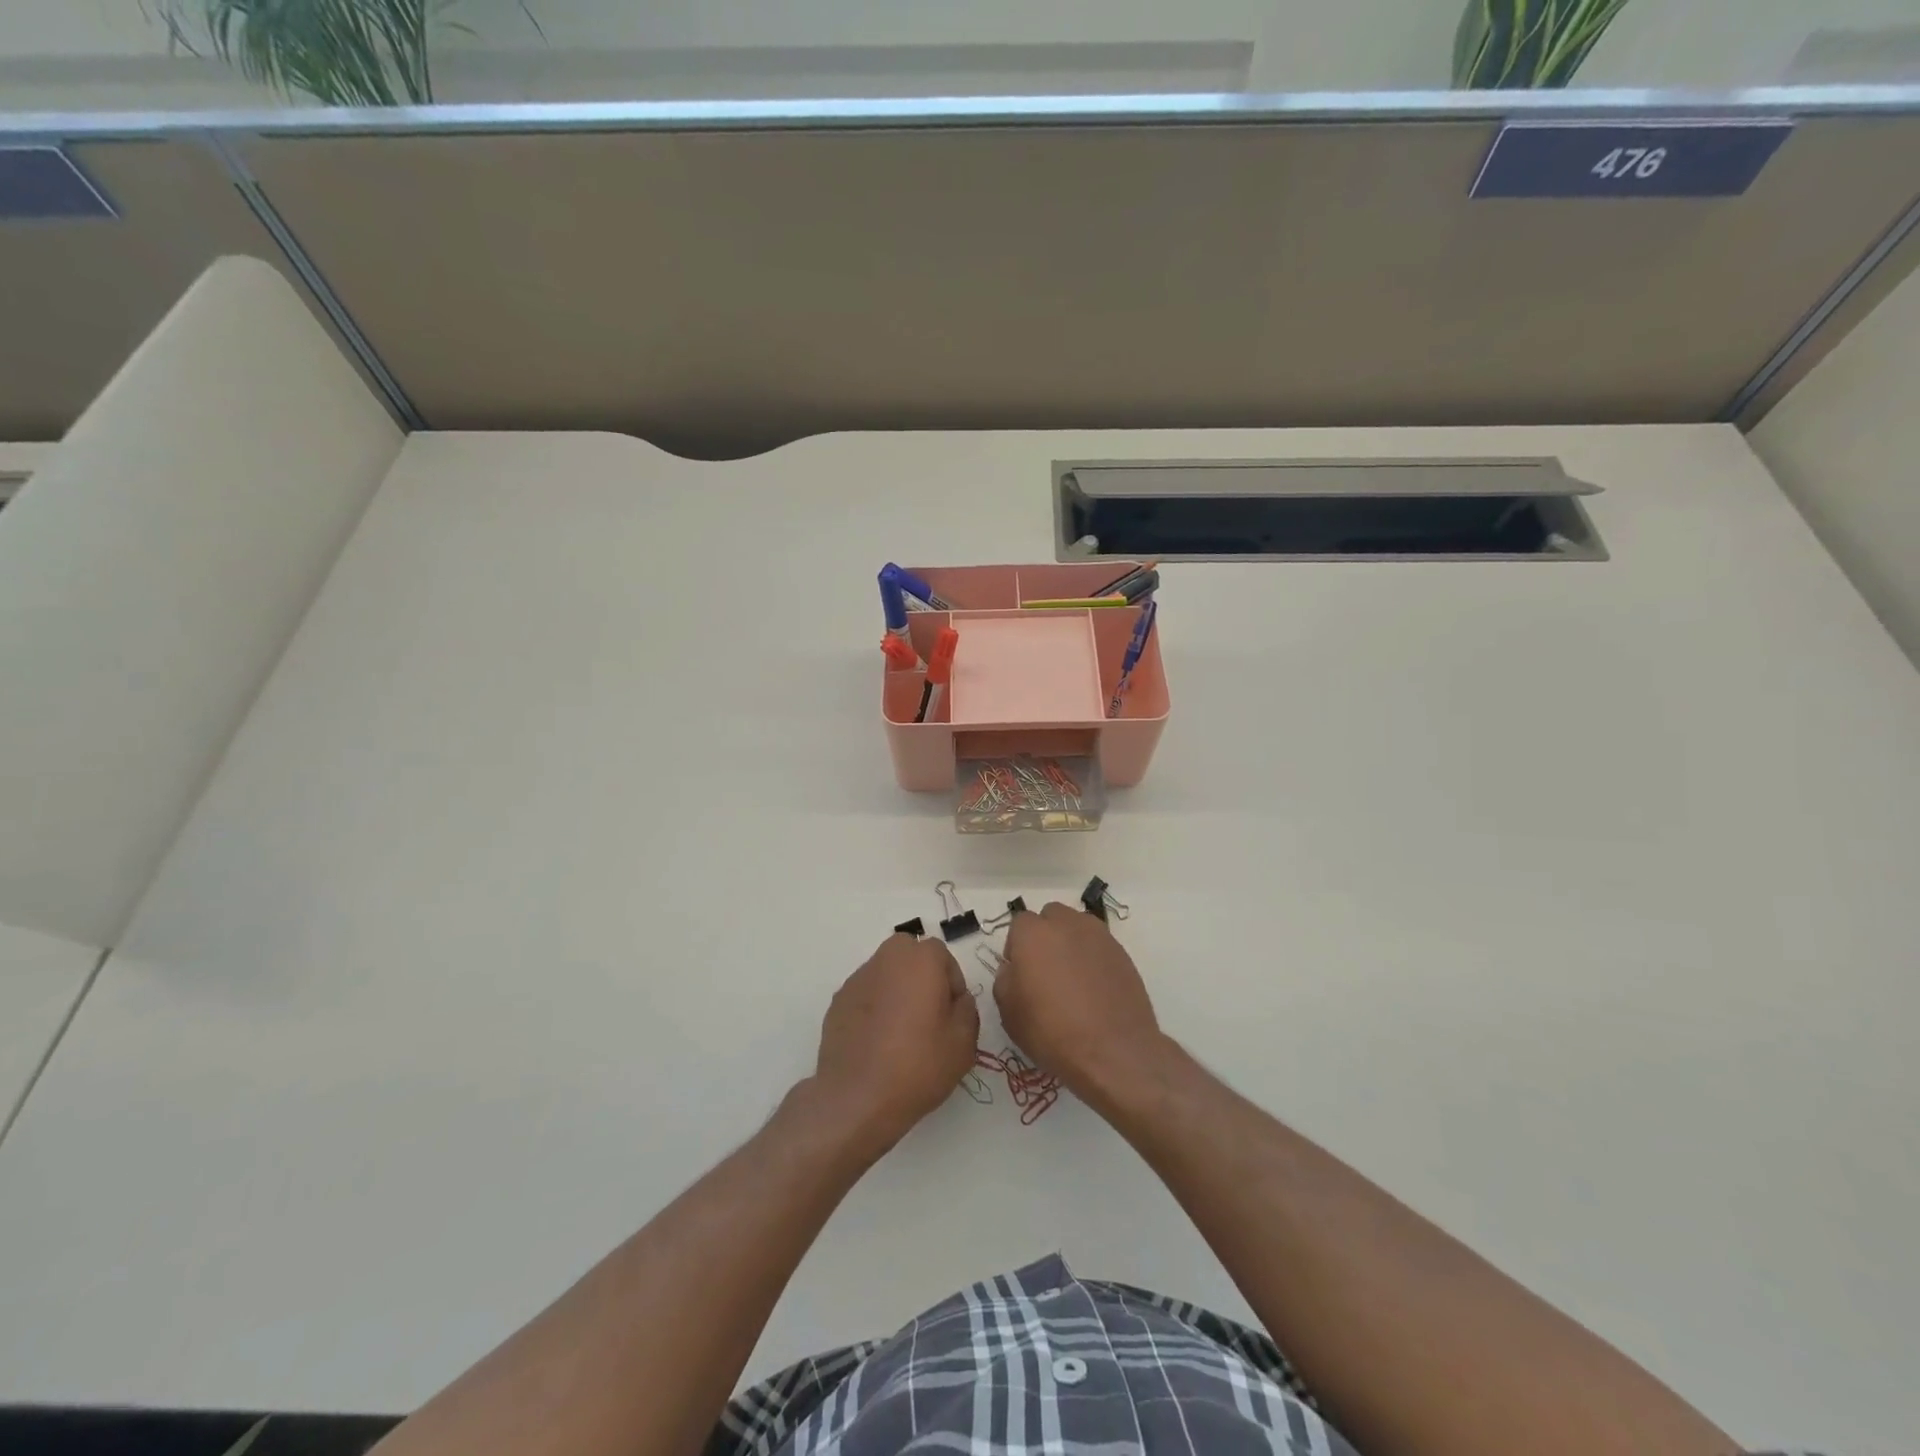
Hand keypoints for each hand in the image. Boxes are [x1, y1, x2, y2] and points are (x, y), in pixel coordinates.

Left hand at [813, 933, 979, 1154]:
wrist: (857, 1098)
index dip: (952, 984)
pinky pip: (865, 995)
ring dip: (896, 990)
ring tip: (900, 1032)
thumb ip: (967, 1010)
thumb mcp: (963, 1043)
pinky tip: (877, 1043)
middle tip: (928, 1014)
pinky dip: (874, 1008)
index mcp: (920, 960)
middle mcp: (886, 959)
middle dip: (922, 976)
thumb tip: (957, 999)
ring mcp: (857, 980)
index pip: (943, 955)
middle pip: (909, 954)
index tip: (952, 1015)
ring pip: (885, 973)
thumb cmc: (917, 1065)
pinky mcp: (837, 1002)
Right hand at [995, 903, 1165, 1109]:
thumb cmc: (1051, 1032)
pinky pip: (1099, 946)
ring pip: (1077, 927)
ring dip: (1070, 943)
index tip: (1021, 974)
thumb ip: (1005, 979)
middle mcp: (1066, 924)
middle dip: (1045, 936)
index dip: (1017, 948)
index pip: (1019, 924)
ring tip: (1073, 980)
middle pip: (1051, 917)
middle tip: (1046, 972)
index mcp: (1033, 933)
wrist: (1113, 1052)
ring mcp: (1099, 936)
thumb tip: (1015, 968)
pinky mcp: (1122, 952)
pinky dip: (1093, 959)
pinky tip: (1094, 990)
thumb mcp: (1009, 1013)